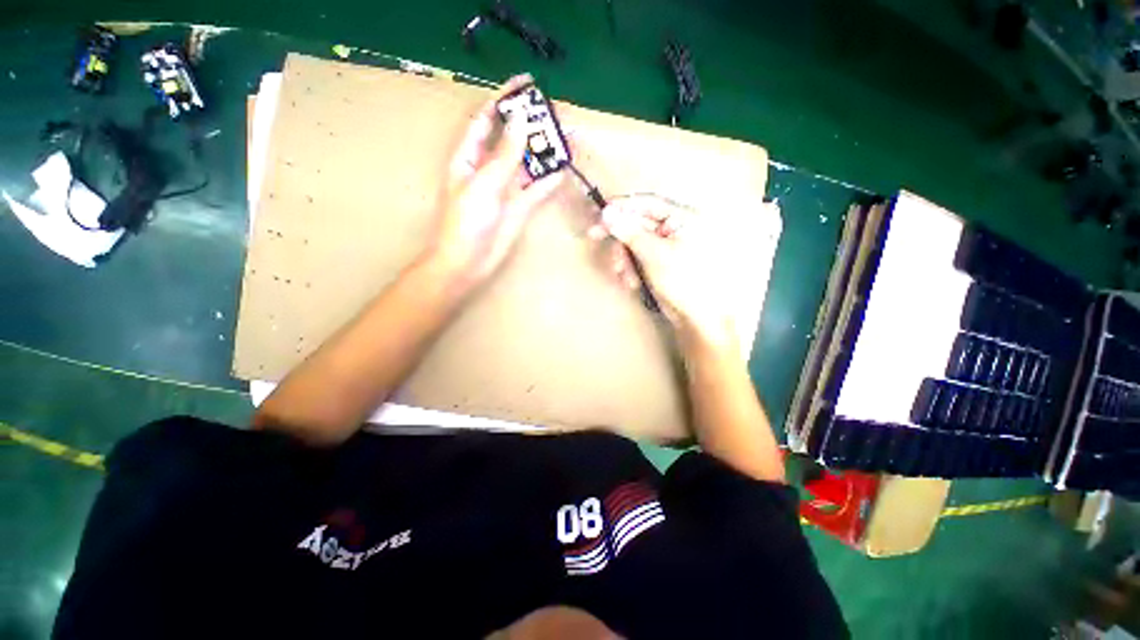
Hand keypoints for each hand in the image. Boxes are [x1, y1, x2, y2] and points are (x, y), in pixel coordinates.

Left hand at [428, 74, 566, 287]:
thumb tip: (522, 121)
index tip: (527, 84)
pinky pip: (537, 189)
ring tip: (569, 138)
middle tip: (557, 113)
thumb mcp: (483, 184)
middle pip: (513, 139)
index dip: (504, 100)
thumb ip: (505, 155)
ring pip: (529, 163)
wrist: (468, 262)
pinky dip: (550, 180)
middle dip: (532, 125)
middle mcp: (489, 169)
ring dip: (546, 152)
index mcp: (470, 157)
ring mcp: (506, 189)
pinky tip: (565, 169)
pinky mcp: (519, 208)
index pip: (487, 119)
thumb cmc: (466, 222)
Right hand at [590, 194, 758, 345]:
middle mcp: (674, 228)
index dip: (622, 205)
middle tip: (594, 237)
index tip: (599, 211)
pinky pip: (637, 258)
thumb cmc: (683, 280)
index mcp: (682, 218)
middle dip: (619, 237)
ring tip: (623, 275)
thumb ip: (630, 232)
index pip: (647, 203)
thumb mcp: (654, 254)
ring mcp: (666, 247)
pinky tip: (632, 282)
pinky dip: (630, 268)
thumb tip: (607, 212)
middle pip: (637, 223)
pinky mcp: (659, 264)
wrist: (697, 317)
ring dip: (623, 257)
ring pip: (634, 243)